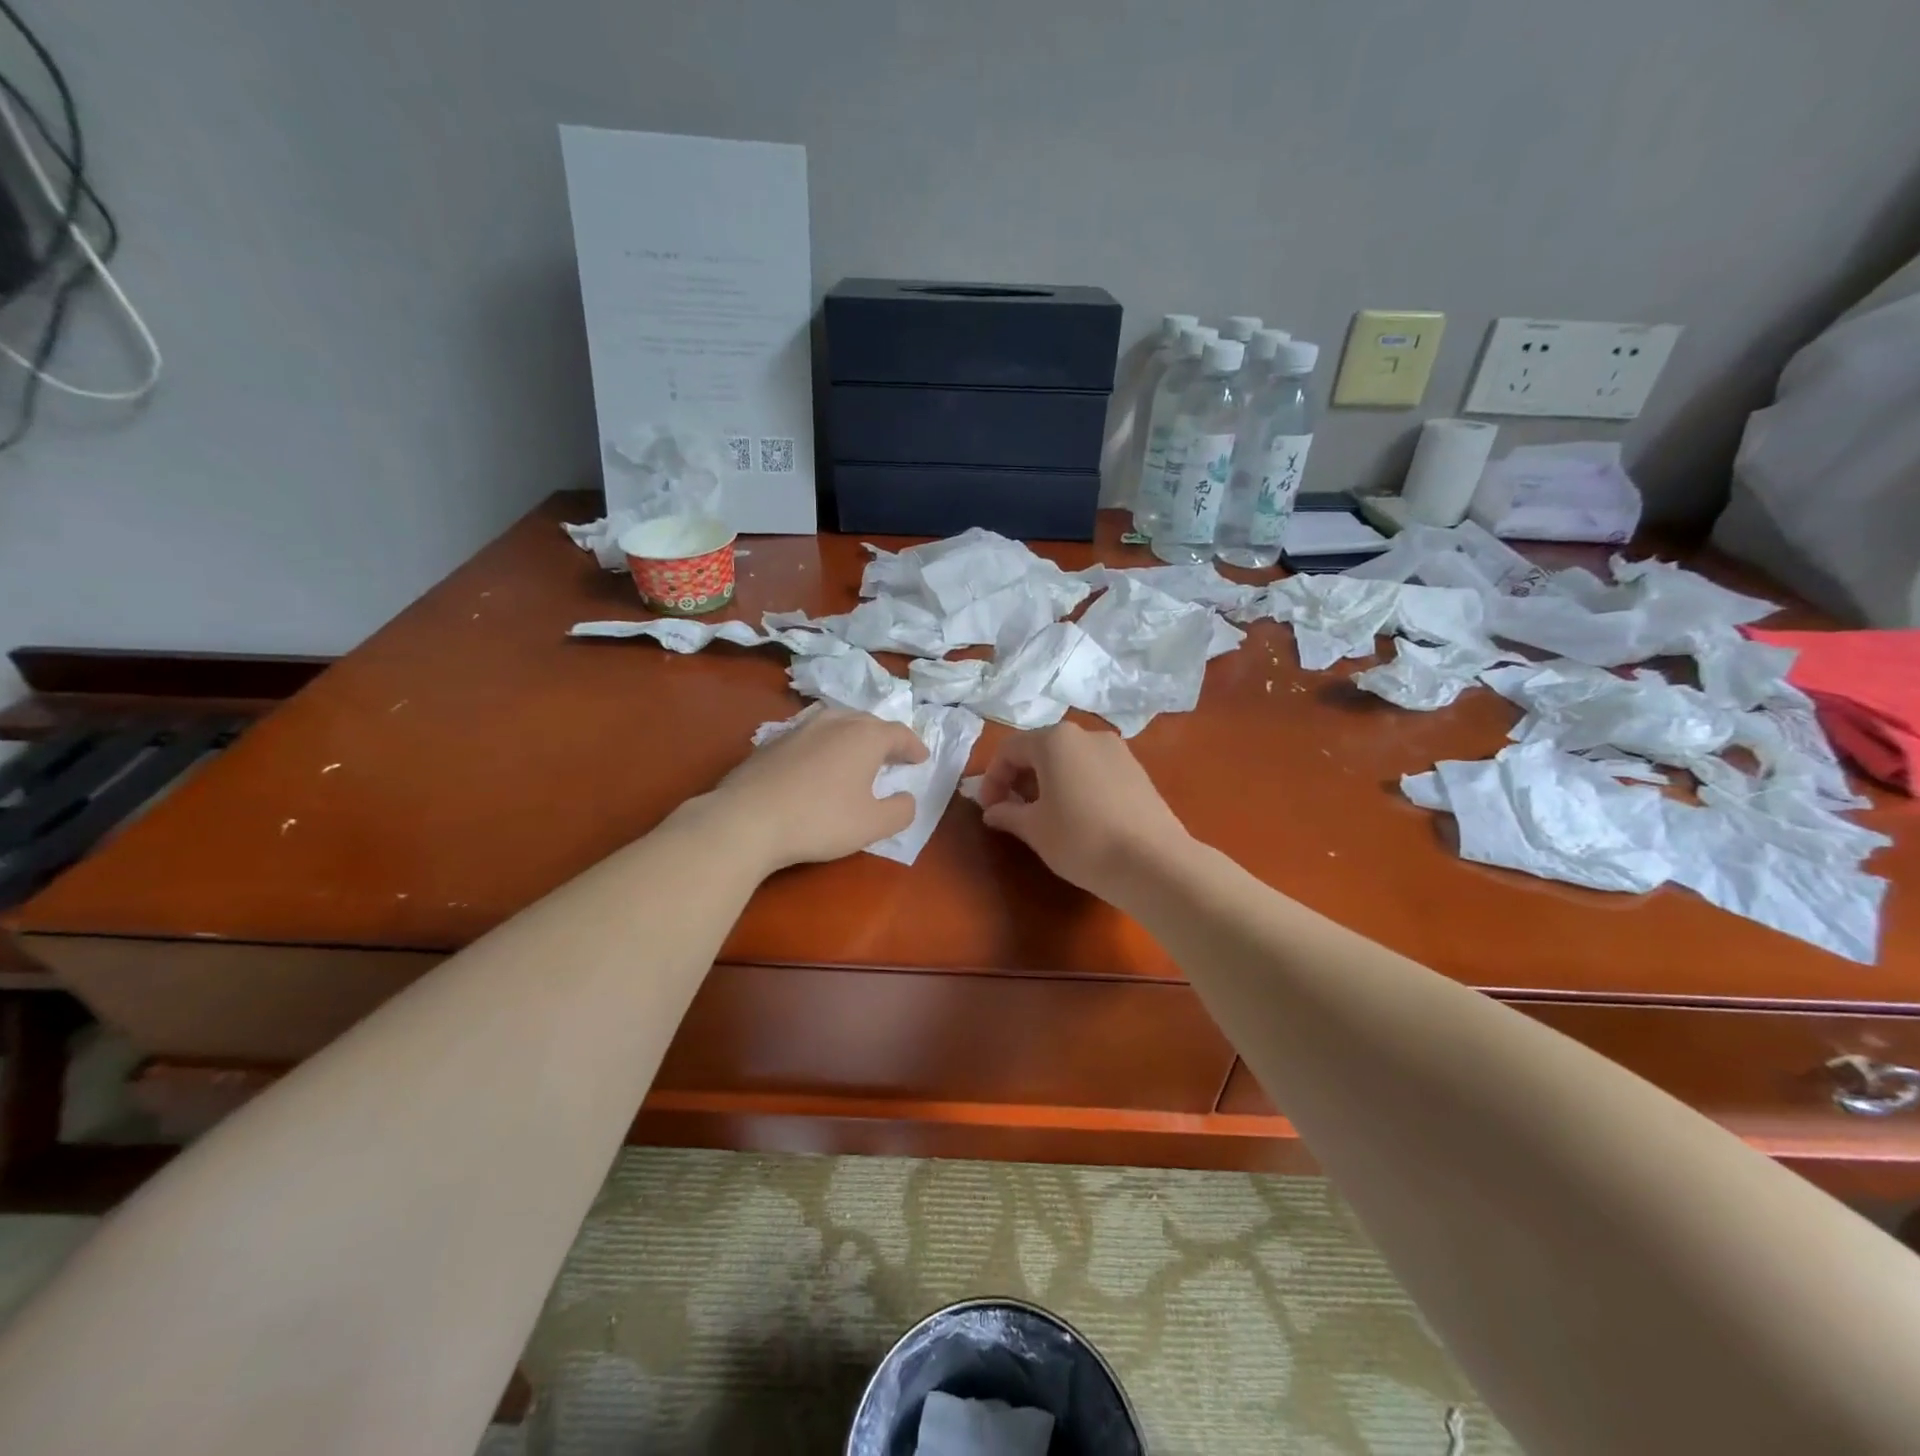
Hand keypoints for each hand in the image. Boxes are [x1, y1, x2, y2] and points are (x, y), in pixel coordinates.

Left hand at [708, 706, 927, 871]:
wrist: (747, 820)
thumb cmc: (820, 820)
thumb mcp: (873, 825)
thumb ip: (900, 810)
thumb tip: (906, 798)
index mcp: (865, 736)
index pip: (899, 734)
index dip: (913, 746)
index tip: (920, 759)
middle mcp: (834, 722)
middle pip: (867, 721)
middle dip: (883, 737)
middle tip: (892, 755)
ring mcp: (799, 728)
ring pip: (835, 722)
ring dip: (852, 735)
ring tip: (855, 753)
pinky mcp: (771, 743)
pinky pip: (810, 736)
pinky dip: (823, 745)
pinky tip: (817, 765)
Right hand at [975, 723, 1189, 897]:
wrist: (1154, 862)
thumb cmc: (1081, 840)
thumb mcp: (1035, 829)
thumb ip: (1008, 814)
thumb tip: (993, 811)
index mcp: (1055, 740)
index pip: (1010, 750)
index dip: (992, 779)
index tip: (988, 809)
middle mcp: (1086, 735)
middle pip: (1041, 749)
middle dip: (1020, 778)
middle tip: (1012, 812)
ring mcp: (1117, 751)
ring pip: (1069, 759)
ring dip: (1048, 782)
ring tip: (1044, 816)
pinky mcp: (1137, 771)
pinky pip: (1094, 770)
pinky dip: (1076, 785)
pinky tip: (1078, 817)